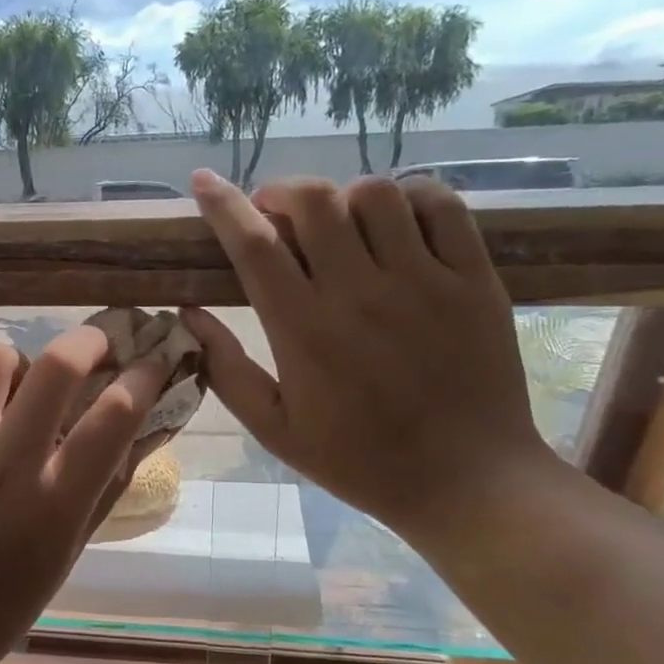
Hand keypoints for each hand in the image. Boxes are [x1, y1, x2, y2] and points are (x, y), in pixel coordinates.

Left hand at [0, 326, 167, 663]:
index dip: (145, 375)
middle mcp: (8, 462)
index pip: (116, 414)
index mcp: (56, 499)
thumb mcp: (71, 547)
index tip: (153, 360)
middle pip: (57, 366)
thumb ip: (108, 483)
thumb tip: (145, 426)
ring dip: (22, 362)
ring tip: (23, 384)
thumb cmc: (8, 598)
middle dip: (89, 340)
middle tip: (97, 346)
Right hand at [181, 169, 553, 544]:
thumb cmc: (358, 460)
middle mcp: (361, 293)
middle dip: (280, 193)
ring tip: (336, 224)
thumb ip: (226, 369)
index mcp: (304, 331)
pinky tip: (395, 221)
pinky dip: (410, 196)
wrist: (466, 481)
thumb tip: (188, 314)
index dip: (223, 205)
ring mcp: (425, 281)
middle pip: (314, 202)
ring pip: (376, 194)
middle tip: (273, 215)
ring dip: (342, 197)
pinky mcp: (475, 280)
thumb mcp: (274, 429)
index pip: (254, 245)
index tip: (203, 181)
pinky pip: (442, 205)